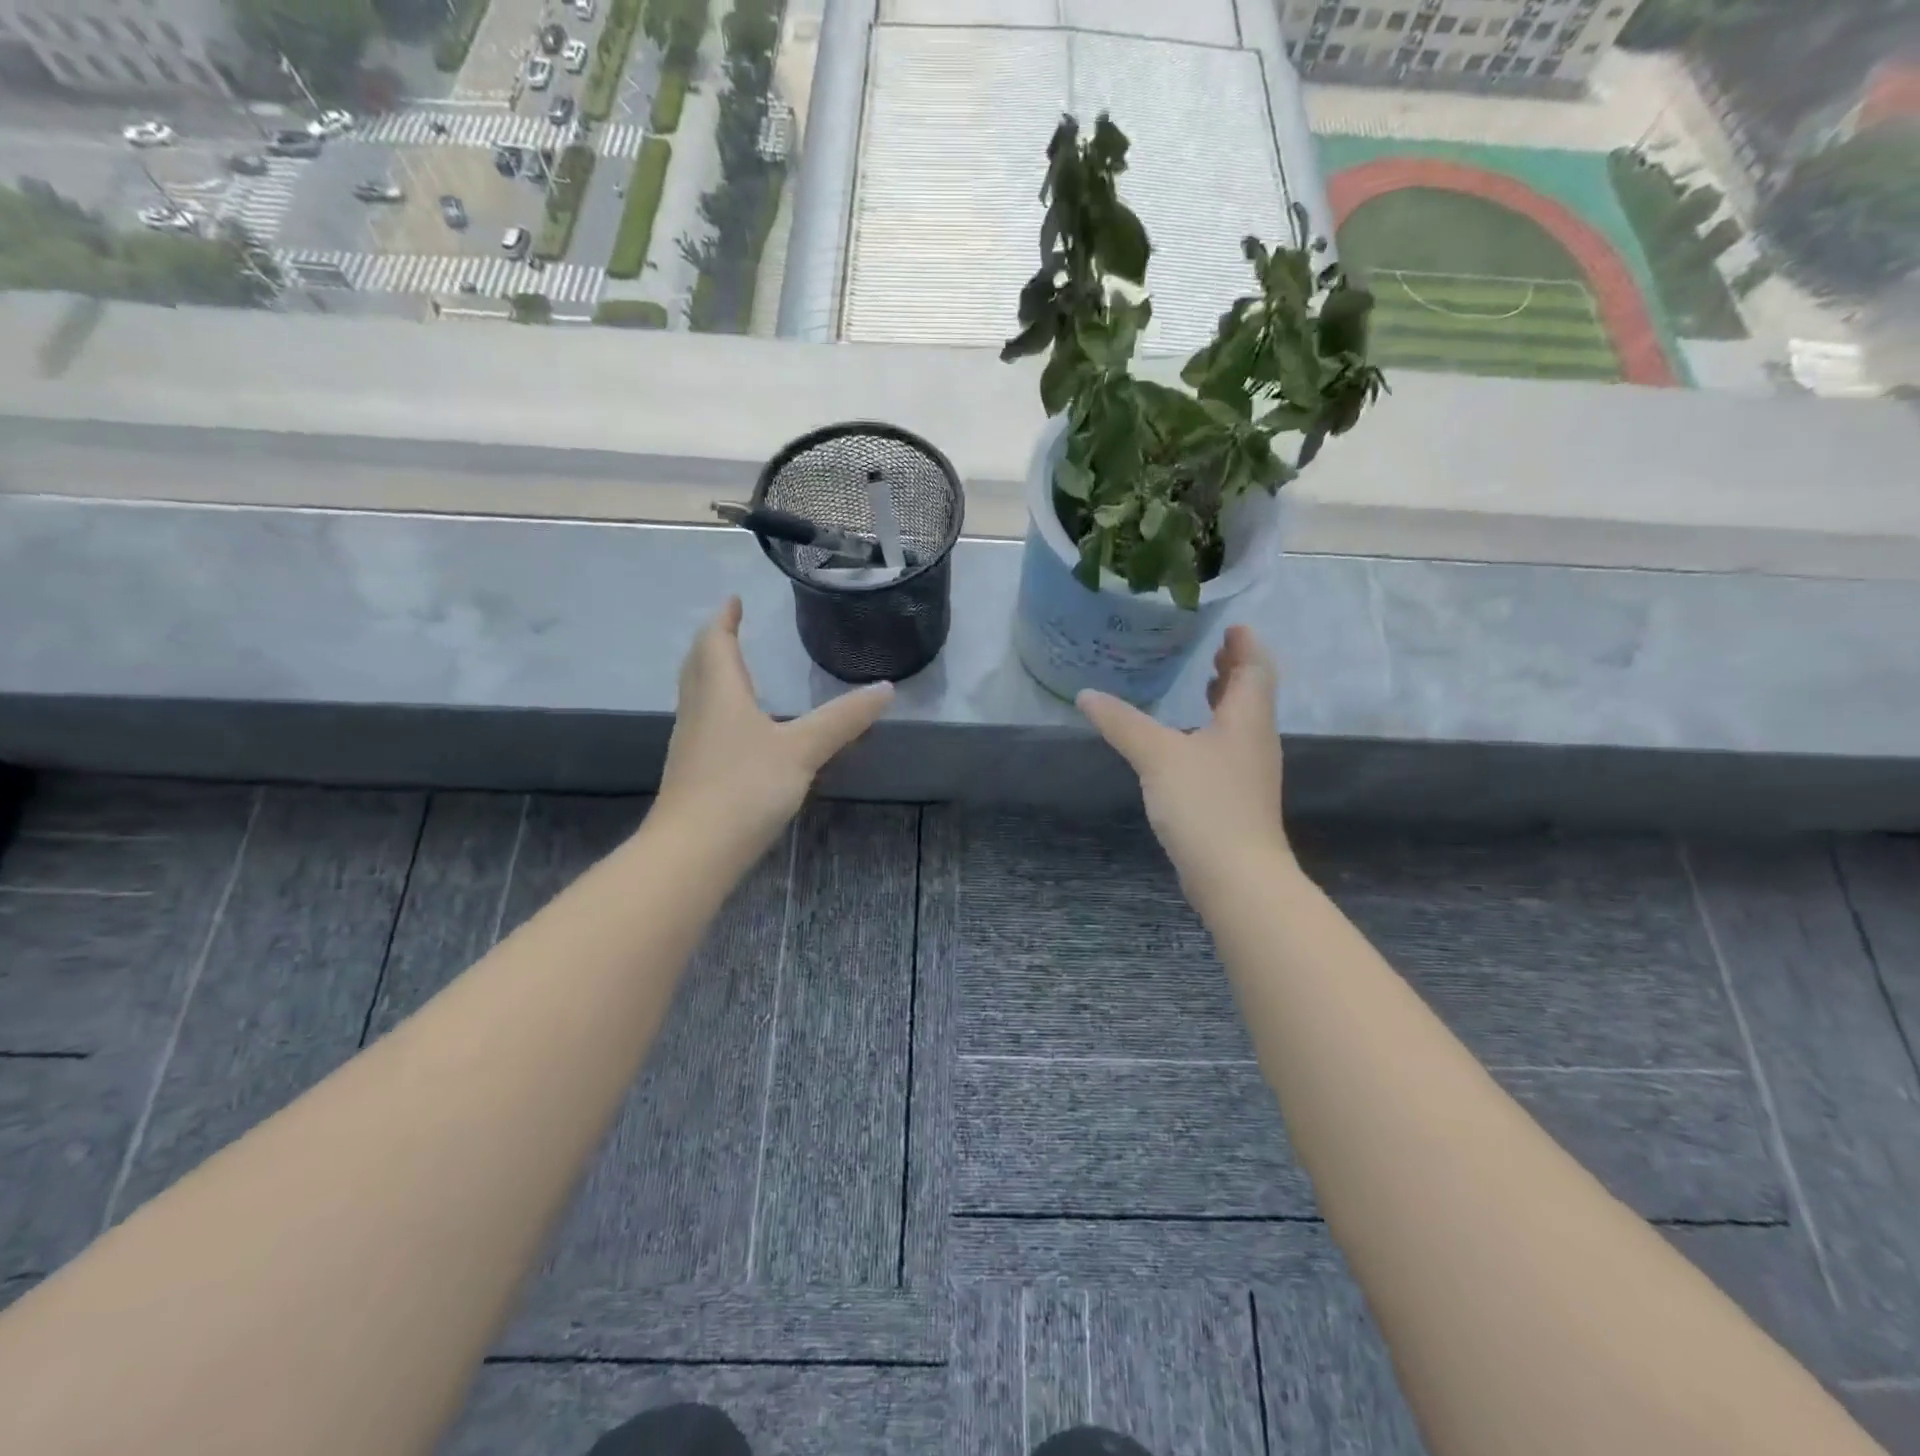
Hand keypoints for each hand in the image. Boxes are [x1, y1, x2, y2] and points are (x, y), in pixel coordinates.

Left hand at [656, 598, 893, 855]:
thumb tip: (885, 688)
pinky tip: (738, 728)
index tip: (734, 600)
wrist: (694, 852)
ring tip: (737, 671)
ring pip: (698, 695)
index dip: (724, 619)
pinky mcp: (693, 773)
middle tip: (731, 628)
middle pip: (699, 665)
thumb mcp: (802, 750)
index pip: (716, 643)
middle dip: (714, 643)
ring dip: (713, 675)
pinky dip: (718, 708)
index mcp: (720, 693)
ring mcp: (691, 743)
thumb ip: (843, 720)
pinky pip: (704, 723)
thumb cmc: (745, 787)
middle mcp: (699, 711)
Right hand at [1076, 626, 1292, 885]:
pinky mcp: (1237, 799)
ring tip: (1205, 686)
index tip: (1232, 627)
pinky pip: (1229, 750)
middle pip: (1253, 695)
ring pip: (1241, 724)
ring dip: (1226, 701)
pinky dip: (1213, 732)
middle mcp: (1255, 741)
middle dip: (1236, 670)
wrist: (1236, 876)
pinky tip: (1188, 743)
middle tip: (1216, 650)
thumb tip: (1086, 695)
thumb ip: (1123, 723)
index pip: (1256, 669)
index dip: (1245, 645)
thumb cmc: (1205, 804)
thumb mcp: (1157, 756)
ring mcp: (1250, 773)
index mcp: (1246, 720)